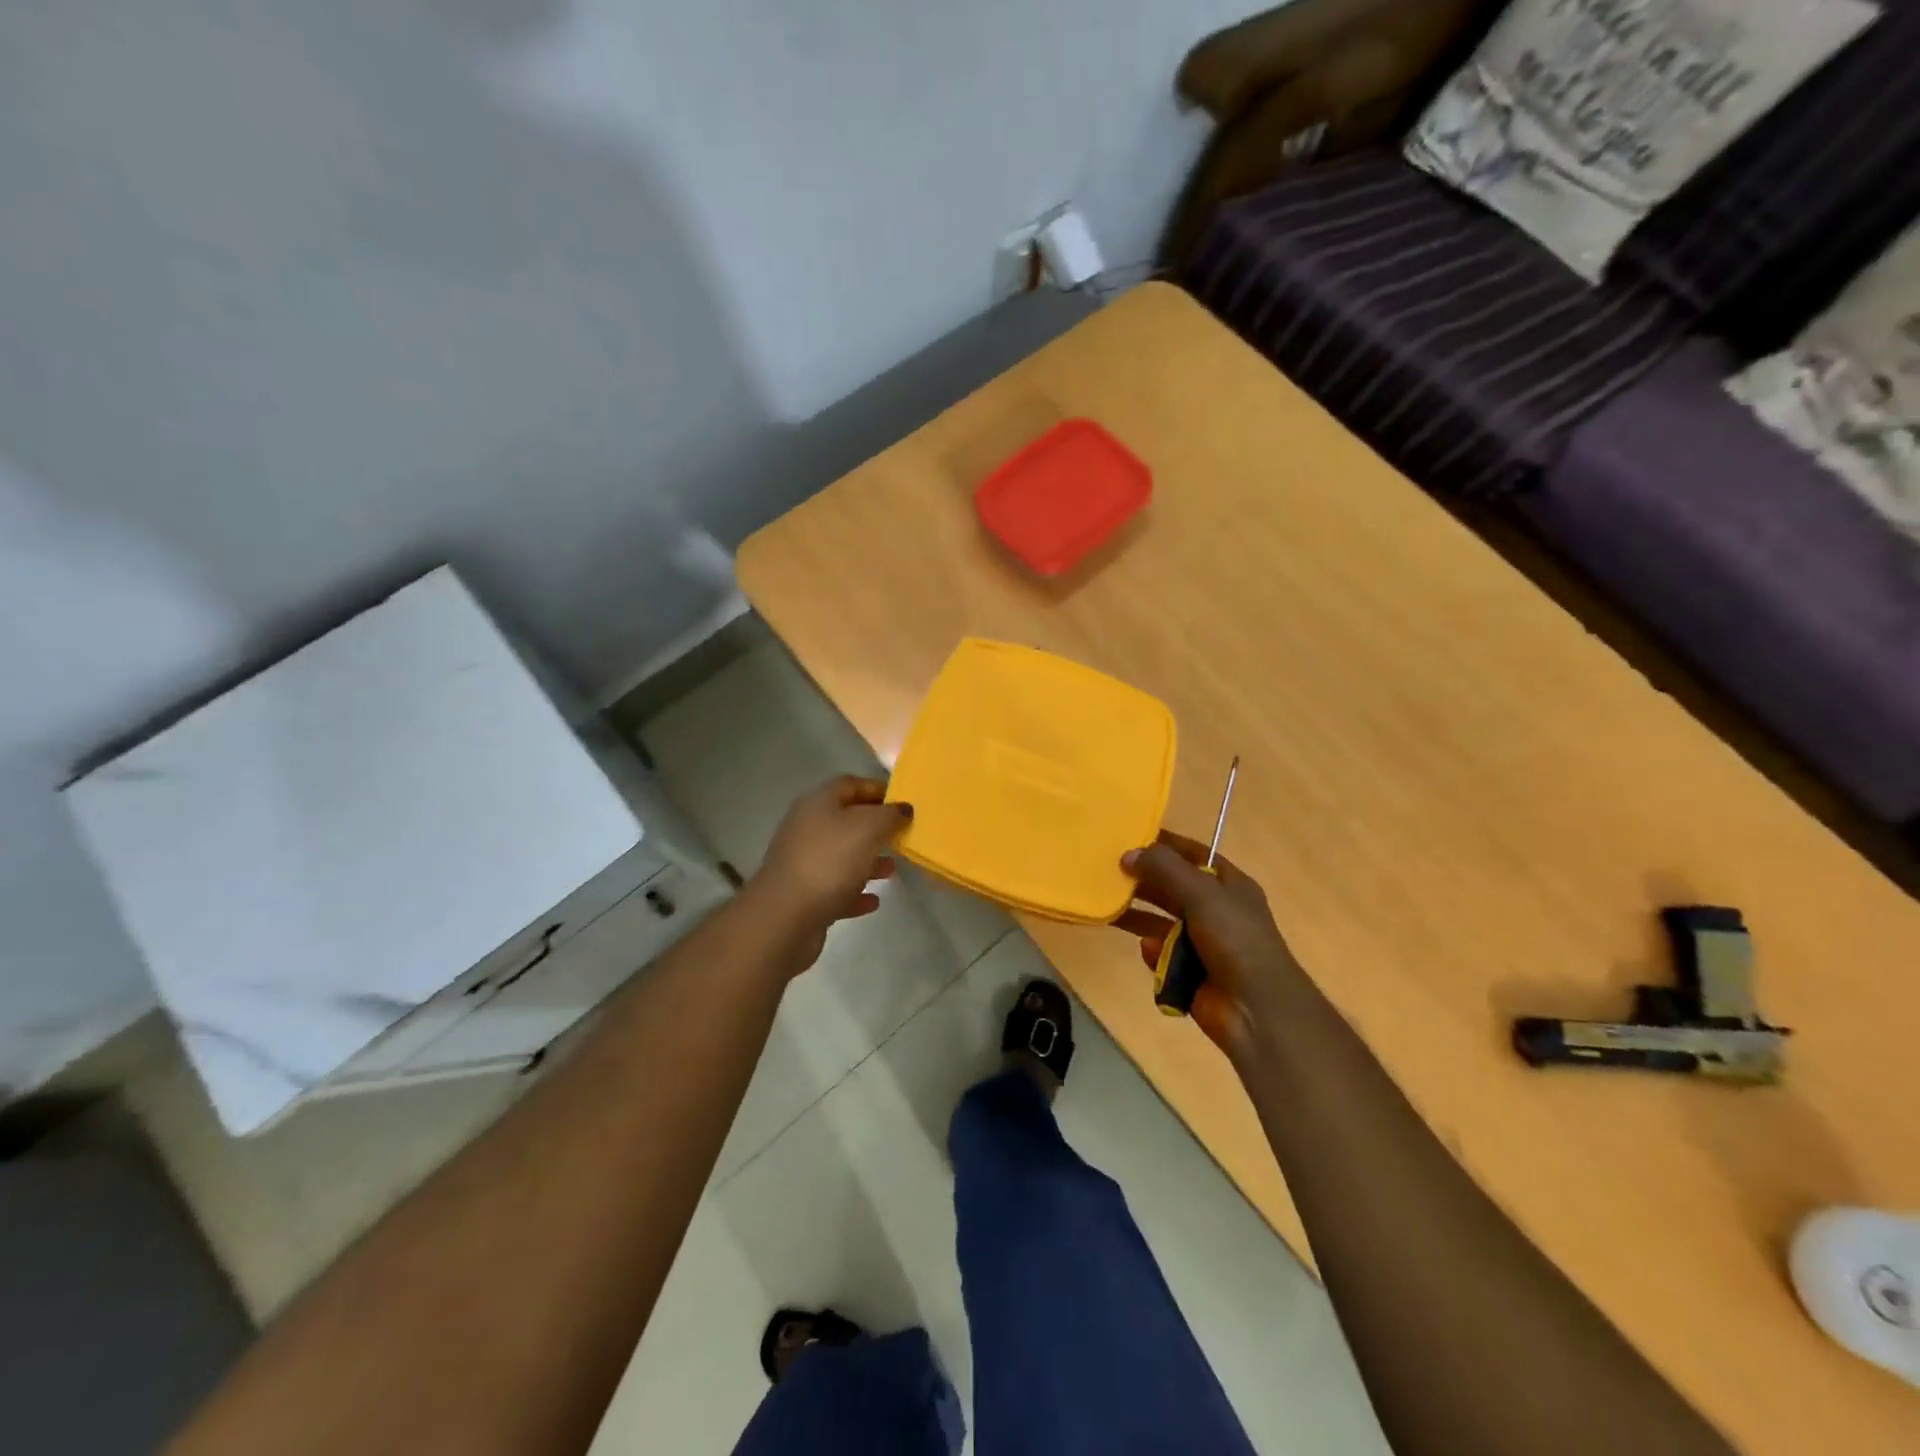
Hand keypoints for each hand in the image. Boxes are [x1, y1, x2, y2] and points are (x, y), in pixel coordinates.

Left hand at [747, 776, 911, 977]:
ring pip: (842, 855)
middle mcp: (807, 828)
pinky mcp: (804, 895)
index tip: (904, 804)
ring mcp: (803, 862)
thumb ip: (890, 815)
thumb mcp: (868, 828)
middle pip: (846, 820)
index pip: (850, 784)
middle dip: (876, 829)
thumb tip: (903, 808)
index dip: (878, 790)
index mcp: (818, 803)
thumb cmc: (830, 862)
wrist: (785, 916)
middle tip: (902, 837)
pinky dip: (855, 892)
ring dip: (868, 861)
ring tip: (892, 870)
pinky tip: (873, 901)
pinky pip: (836, 888)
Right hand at [1116, 832, 1310, 1064]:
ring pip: (1161, 919)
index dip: (1164, 844)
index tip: (1128, 835)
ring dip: (1137, 914)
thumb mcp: (1202, 894)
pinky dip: (1153, 952)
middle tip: (1106, 870)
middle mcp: (1215, 909)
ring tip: (1107, 905)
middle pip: (1171, 886)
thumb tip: (1128, 853)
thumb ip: (1165, 869)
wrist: (1256, 1010)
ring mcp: (1201, 941)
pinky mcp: (1188, 970)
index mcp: (1228, 885)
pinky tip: (1148, 953)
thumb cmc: (1236, 941)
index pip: (1192, 854)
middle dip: (1142, 879)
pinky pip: (1161, 953)